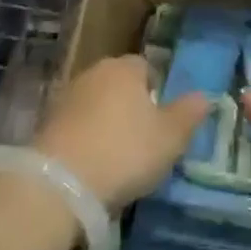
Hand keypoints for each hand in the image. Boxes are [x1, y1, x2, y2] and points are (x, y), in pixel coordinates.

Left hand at [33, 55, 212, 209]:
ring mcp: (65, 97)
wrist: (61, 182)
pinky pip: (76, 126)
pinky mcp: (46, 124)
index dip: (157, 90)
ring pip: (95, 104)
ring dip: (106, 123)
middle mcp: (92, 73)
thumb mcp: (170, 137)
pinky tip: (93, 164)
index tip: (163, 120)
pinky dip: (86, 139)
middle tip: (144, 139)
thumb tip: (204, 96)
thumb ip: (189, 114)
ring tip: (118, 157)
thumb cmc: (125, 151)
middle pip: (118, 84)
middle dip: (130, 106)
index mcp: (124, 68)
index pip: (146, 67)